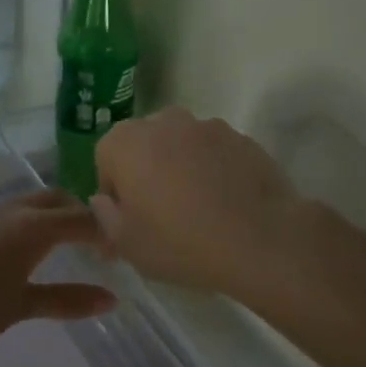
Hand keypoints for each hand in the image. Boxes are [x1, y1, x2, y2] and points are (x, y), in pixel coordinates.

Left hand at [0, 190, 115, 341]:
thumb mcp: (21, 306)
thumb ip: (66, 300)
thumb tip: (110, 299)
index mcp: (34, 227)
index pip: (82, 219)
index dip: (104, 233)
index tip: (115, 252)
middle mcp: (11, 209)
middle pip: (55, 198)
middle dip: (77, 214)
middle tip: (89, 242)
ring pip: (26, 201)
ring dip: (46, 215)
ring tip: (51, 244)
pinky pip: (2, 211)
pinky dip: (20, 221)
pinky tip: (8, 249)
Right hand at [92, 108, 310, 299]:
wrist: (261, 240)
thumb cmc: (180, 242)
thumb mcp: (127, 244)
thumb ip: (105, 216)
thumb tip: (104, 201)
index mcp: (125, 143)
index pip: (105, 159)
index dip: (115, 190)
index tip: (130, 219)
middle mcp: (162, 122)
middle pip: (143, 145)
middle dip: (146, 171)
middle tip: (161, 213)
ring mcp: (206, 126)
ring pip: (180, 146)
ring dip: (180, 168)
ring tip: (198, 208)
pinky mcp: (242, 138)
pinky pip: (214, 153)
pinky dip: (213, 170)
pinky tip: (225, 203)